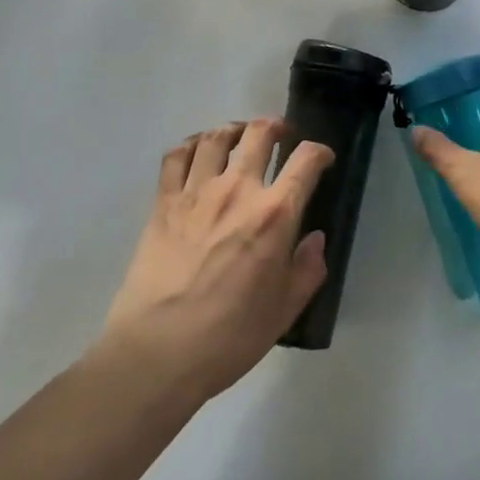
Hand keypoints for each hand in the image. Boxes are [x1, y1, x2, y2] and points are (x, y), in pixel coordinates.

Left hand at [101, 120, 330, 403]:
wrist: (157, 352)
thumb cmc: (228, 337)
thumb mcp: (283, 311)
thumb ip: (307, 270)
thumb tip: (314, 239)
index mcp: (275, 215)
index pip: (306, 161)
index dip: (320, 152)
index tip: (322, 159)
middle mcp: (238, 190)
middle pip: (260, 133)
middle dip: (277, 127)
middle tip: (281, 136)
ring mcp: (197, 192)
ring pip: (217, 137)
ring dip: (235, 129)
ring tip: (240, 136)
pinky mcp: (163, 202)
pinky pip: (177, 156)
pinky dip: (191, 144)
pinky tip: (198, 151)